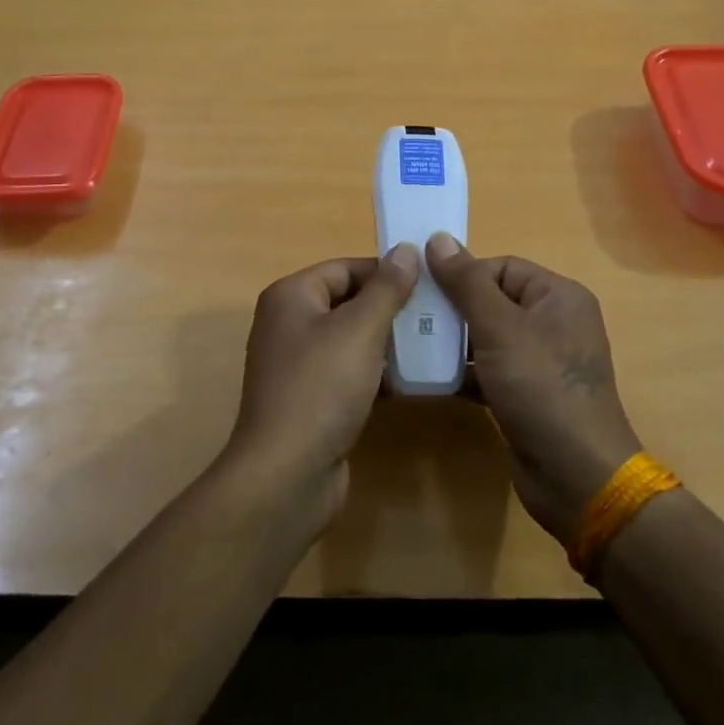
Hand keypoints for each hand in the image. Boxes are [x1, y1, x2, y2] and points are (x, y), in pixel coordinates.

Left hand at [224, 244, 419, 514]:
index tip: (430, 284)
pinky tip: (411, 381)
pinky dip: (376, 372)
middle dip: (391, 308)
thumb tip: (405, 249)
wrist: (287, 474)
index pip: (345, 267)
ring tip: (431, 344)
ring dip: (387, 341)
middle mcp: (289, 323)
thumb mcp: (360, 330)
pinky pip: (348, 372)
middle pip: (348, 301)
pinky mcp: (310, 398)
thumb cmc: (321, 388)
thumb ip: (386, 288)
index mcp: (291, 296)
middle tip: (436, 315)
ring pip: (351, 339)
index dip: (386, 272)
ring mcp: (297, 364)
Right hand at [425, 234, 642, 544]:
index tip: (423, 290)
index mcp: (558, 297)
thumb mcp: (500, 329)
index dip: (463, 275)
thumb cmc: (541, 388)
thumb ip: (467, 283)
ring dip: (453, 341)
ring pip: (487, 337)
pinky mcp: (527, 394)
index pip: (502, 267)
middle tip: (410, 318)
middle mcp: (554, 323)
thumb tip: (438, 238)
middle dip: (453, 309)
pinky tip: (430, 378)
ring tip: (412, 345)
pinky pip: (489, 369)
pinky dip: (463, 372)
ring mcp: (541, 362)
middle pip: (492, 300)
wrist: (577, 477)